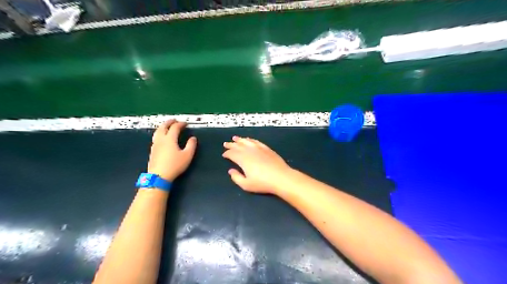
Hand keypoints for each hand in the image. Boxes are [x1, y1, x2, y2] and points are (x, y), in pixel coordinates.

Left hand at [147, 119, 195, 181]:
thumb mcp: (187, 155)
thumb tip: (193, 138)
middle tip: (174, 120)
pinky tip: (161, 138)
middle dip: (169, 122)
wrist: (159, 176)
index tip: (185, 124)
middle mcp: (161, 140)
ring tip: (166, 126)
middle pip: (163, 127)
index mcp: (170, 139)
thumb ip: (191, 145)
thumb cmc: (174, 165)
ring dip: (163, 127)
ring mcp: (155, 145)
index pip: (175, 127)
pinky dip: (159, 133)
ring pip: (157, 132)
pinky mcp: (152, 151)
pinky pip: (155, 138)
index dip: (180, 124)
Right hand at [222, 136, 290, 193]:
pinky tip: (249, 140)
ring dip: (240, 139)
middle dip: (231, 145)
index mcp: (243, 160)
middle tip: (226, 143)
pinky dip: (251, 140)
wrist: (281, 178)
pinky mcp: (267, 149)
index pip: (232, 154)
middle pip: (238, 146)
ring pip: (247, 141)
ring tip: (235, 138)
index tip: (224, 154)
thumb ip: (236, 177)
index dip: (227, 153)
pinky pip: (256, 142)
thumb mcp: (246, 185)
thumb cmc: (263, 183)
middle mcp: (250, 151)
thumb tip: (231, 170)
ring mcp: (259, 149)